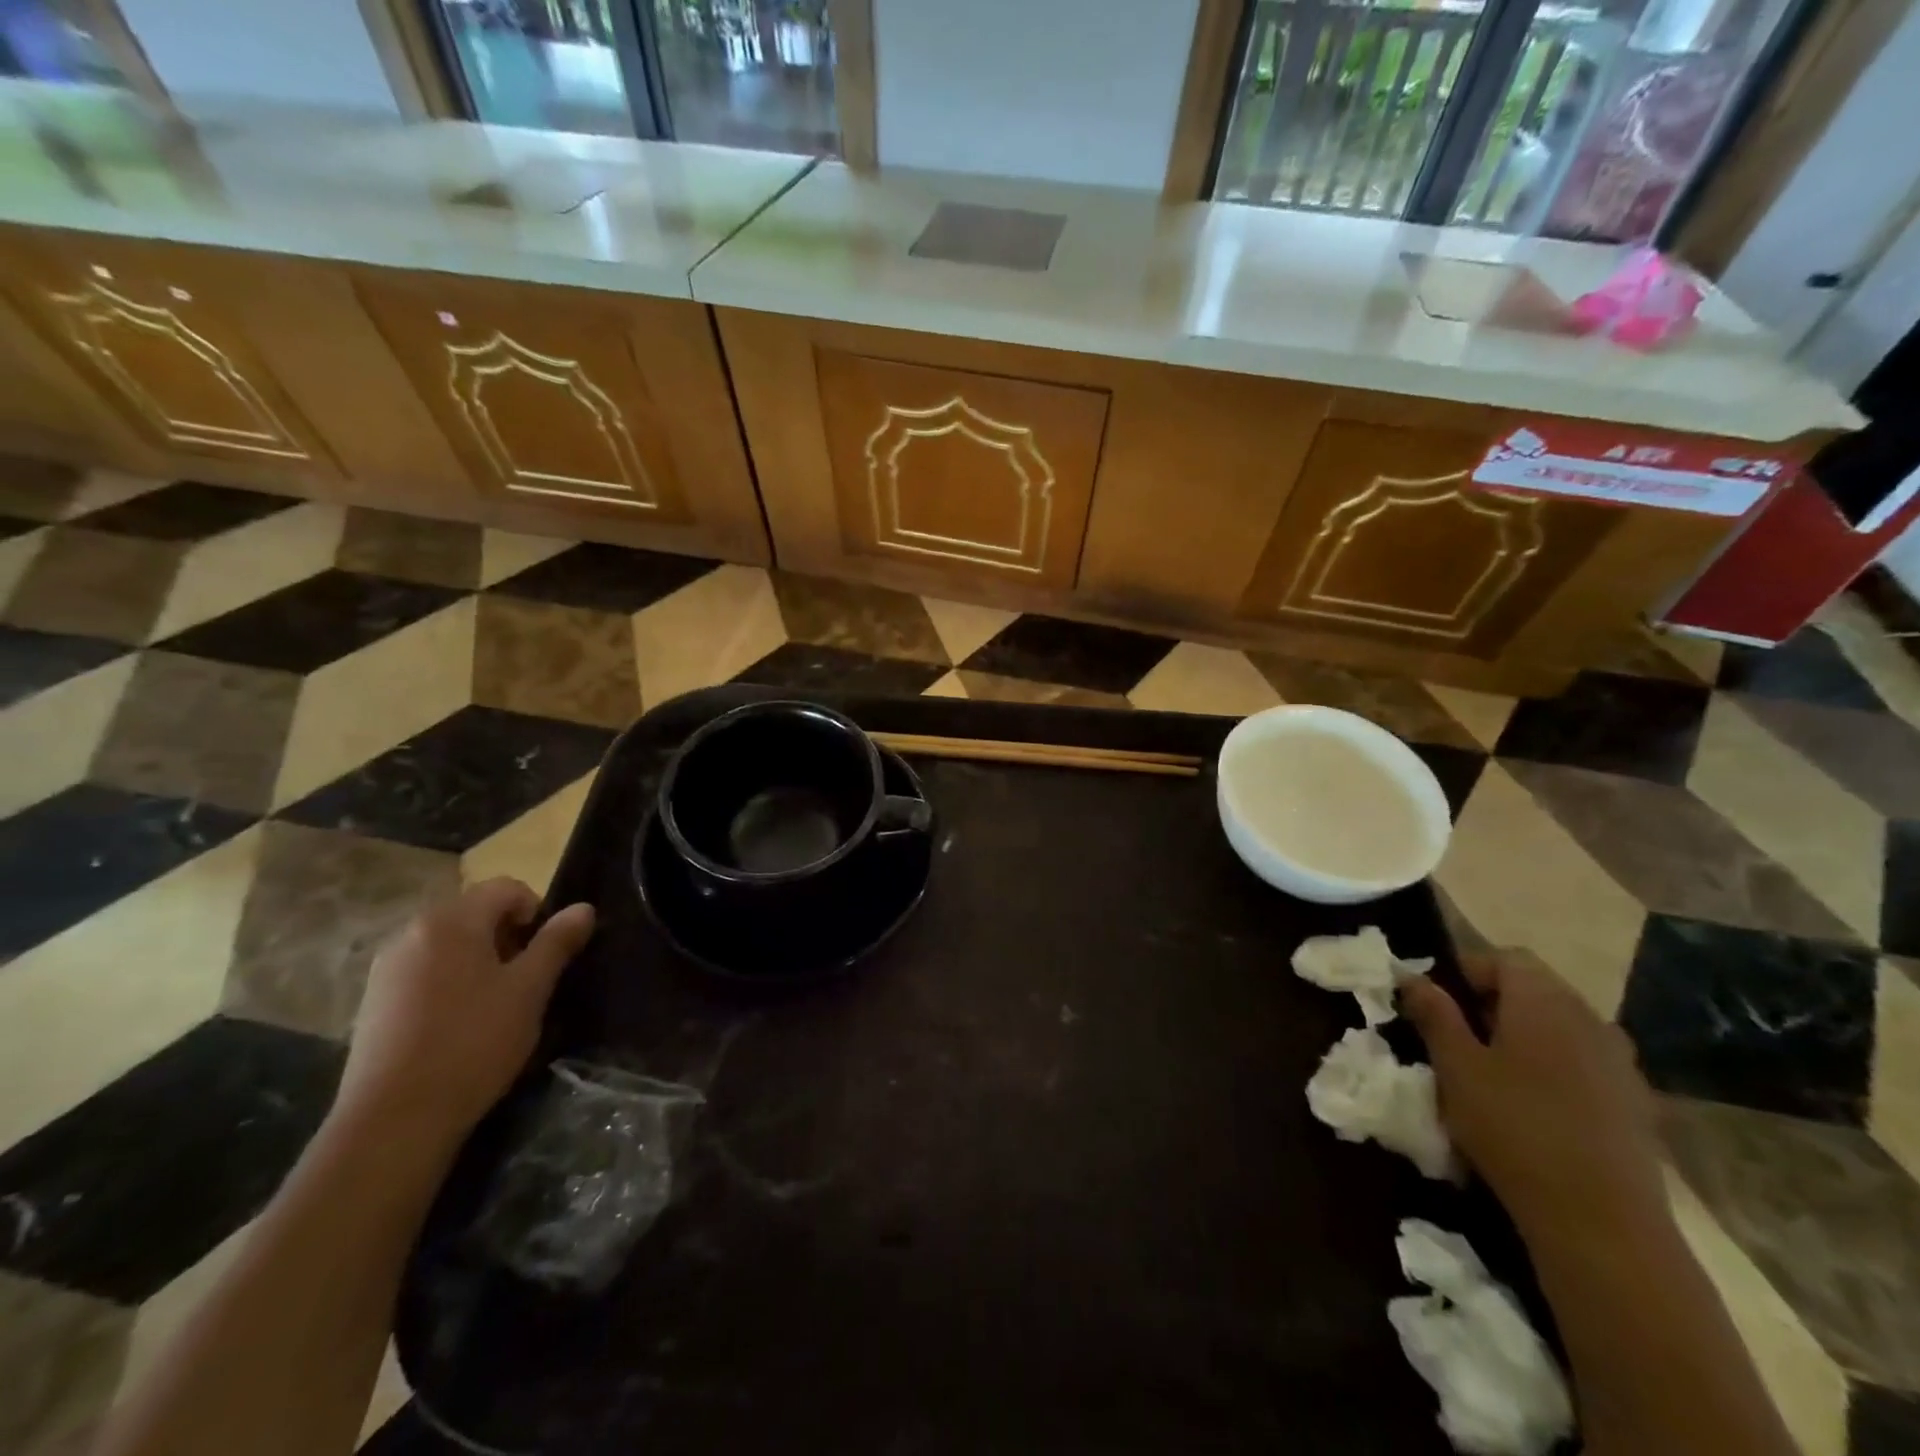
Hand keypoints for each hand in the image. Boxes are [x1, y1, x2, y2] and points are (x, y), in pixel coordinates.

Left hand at [333, 880, 594, 1149]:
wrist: (394, 1120)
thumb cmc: (473, 1043)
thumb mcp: (529, 990)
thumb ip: (557, 942)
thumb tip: (583, 908)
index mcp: (451, 921)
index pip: (507, 888)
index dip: (537, 912)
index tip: (546, 954)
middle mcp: (411, 932)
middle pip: (475, 912)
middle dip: (508, 936)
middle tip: (525, 981)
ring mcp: (386, 967)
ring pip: (450, 943)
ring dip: (480, 959)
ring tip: (495, 1004)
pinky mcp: (373, 1001)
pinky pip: (425, 970)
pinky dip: (451, 981)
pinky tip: (459, 1023)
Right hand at [1399, 949, 1666, 1238]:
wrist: (1603, 1222)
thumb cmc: (1514, 1127)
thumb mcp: (1455, 1066)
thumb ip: (1434, 1014)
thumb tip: (1413, 976)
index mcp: (1544, 1000)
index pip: (1503, 958)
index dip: (1464, 972)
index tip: (1436, 1005)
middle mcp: (1590, 1018)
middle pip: (1535, 990)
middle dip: (1492, 1006)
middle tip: (1457, 1041)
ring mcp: (1621, 1062)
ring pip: (1561, 1029)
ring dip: (1525, 1038)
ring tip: (1493, 1076)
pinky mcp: (1637, 1104)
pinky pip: (1585, 1065)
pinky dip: (1556, 1071)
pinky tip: (1536, 1110)